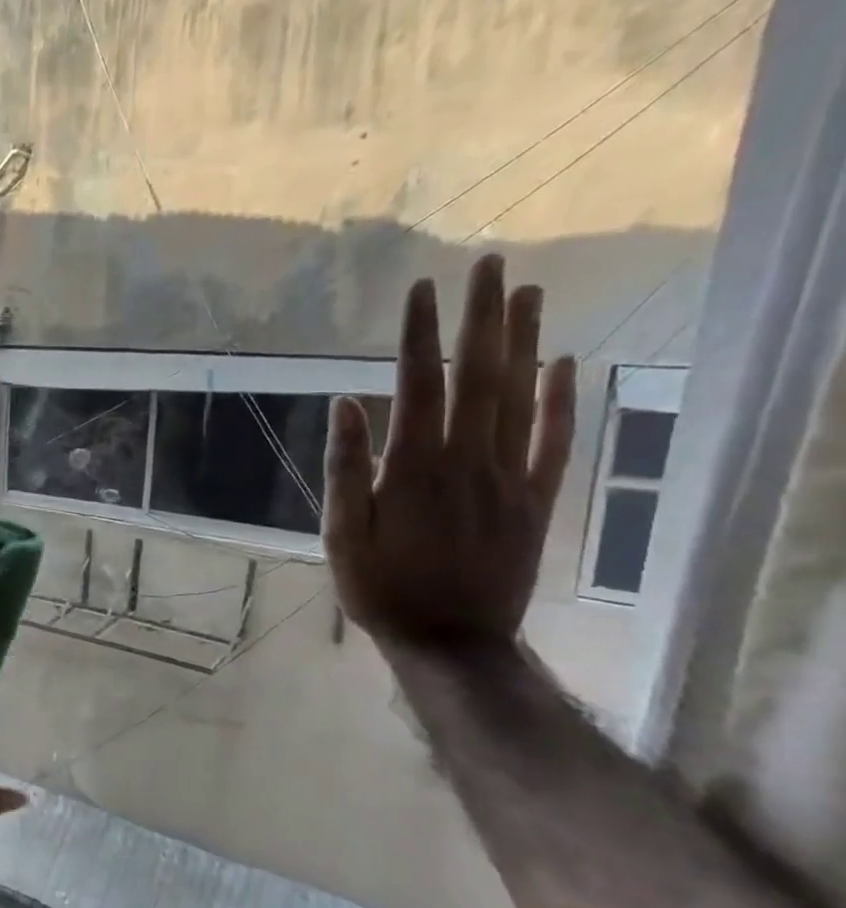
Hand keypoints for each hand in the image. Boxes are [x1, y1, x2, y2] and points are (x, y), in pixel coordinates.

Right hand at [322, 253, 577, 647]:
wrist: (451, 641)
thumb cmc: (381, 587)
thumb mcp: (341, 534)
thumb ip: (347, 469)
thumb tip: (347, 405)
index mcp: (414, 468)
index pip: (418, 386)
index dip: (419, 336)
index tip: (420, 290)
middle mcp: (468, 461)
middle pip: (479, 377)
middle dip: (482, 319)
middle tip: (488, 266)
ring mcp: (510, 478)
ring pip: (521, 398)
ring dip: (524, 342)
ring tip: (528, 293)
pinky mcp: (536, 500)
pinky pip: (554, 442)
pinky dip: (563, 400)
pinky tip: (566, 363)